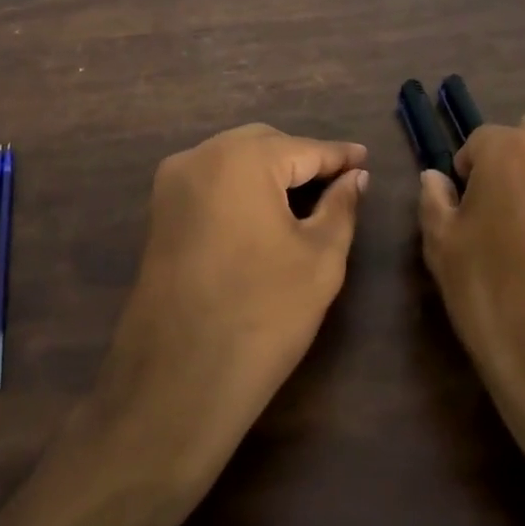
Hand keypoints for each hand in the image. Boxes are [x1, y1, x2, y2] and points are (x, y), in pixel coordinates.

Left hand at [92, 124, 368, 486]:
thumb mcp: (319, 258)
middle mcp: (198, 157)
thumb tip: (355, 177)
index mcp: (240, 159)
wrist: (178, 380)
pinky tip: (265, 213)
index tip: (365, 158)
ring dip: (269, 172)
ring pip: (232, 160)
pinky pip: (210, 183)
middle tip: (339, 182)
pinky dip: (240, 188)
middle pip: (263, 145)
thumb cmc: (263, 314)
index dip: (339, 156)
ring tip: (307, 197)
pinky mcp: (158, 214)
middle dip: (301, 159)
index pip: (303, 148)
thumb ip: (341, 206)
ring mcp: (170, 185)